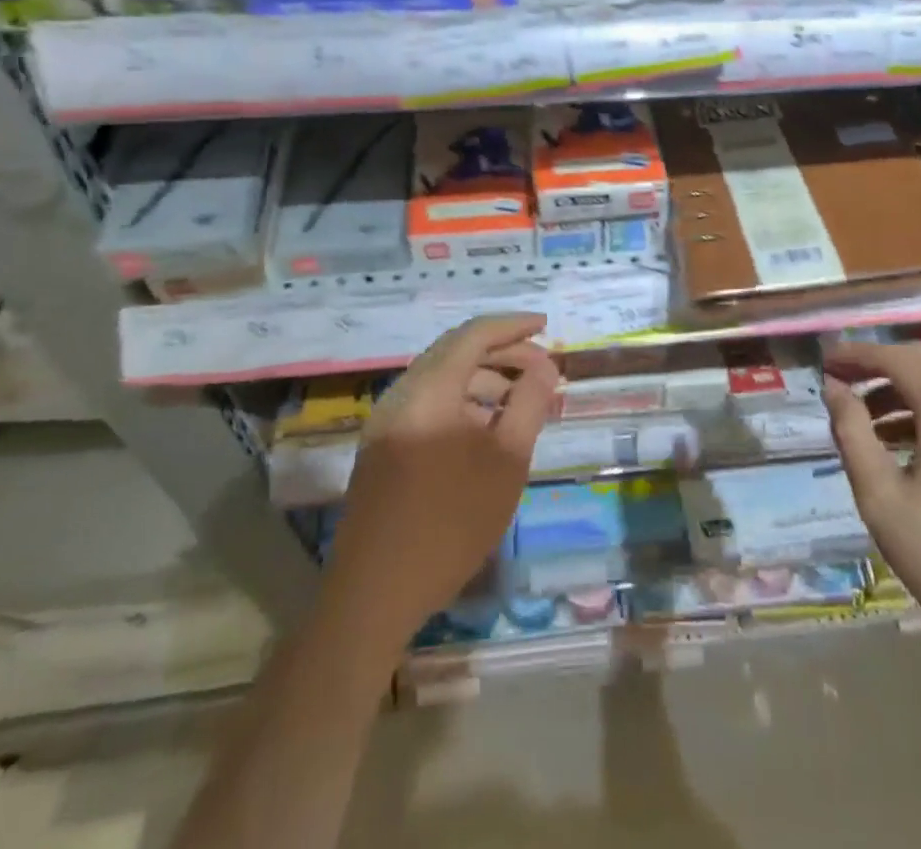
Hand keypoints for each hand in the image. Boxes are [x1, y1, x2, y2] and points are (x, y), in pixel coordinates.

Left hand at [322, 313, 558, 648]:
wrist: (375, 594)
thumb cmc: (450, 524)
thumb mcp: (506, 462)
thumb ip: (528, 404)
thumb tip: (545, 367)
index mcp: (428, 390)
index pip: (473, 335)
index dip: (512, 326)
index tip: (546, 326)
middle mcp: (401, 394)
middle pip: (454, 351)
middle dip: (501, 352)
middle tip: (541, 367)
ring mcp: (385, 421)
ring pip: (440, 377)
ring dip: (482, 377)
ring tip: (520, 398)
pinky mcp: (381, 446)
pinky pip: (427, 402)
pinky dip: (461, 400)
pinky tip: (485, 426)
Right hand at [823, 340, 920, 658]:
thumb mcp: (879, 494)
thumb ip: (852, 432)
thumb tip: (834, 388)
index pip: (897, 358)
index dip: (857, 354)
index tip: (825, 362)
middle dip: (880, 368)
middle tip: (843, 384)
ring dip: (903, 397)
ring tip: (868, 428)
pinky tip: (911, 457)